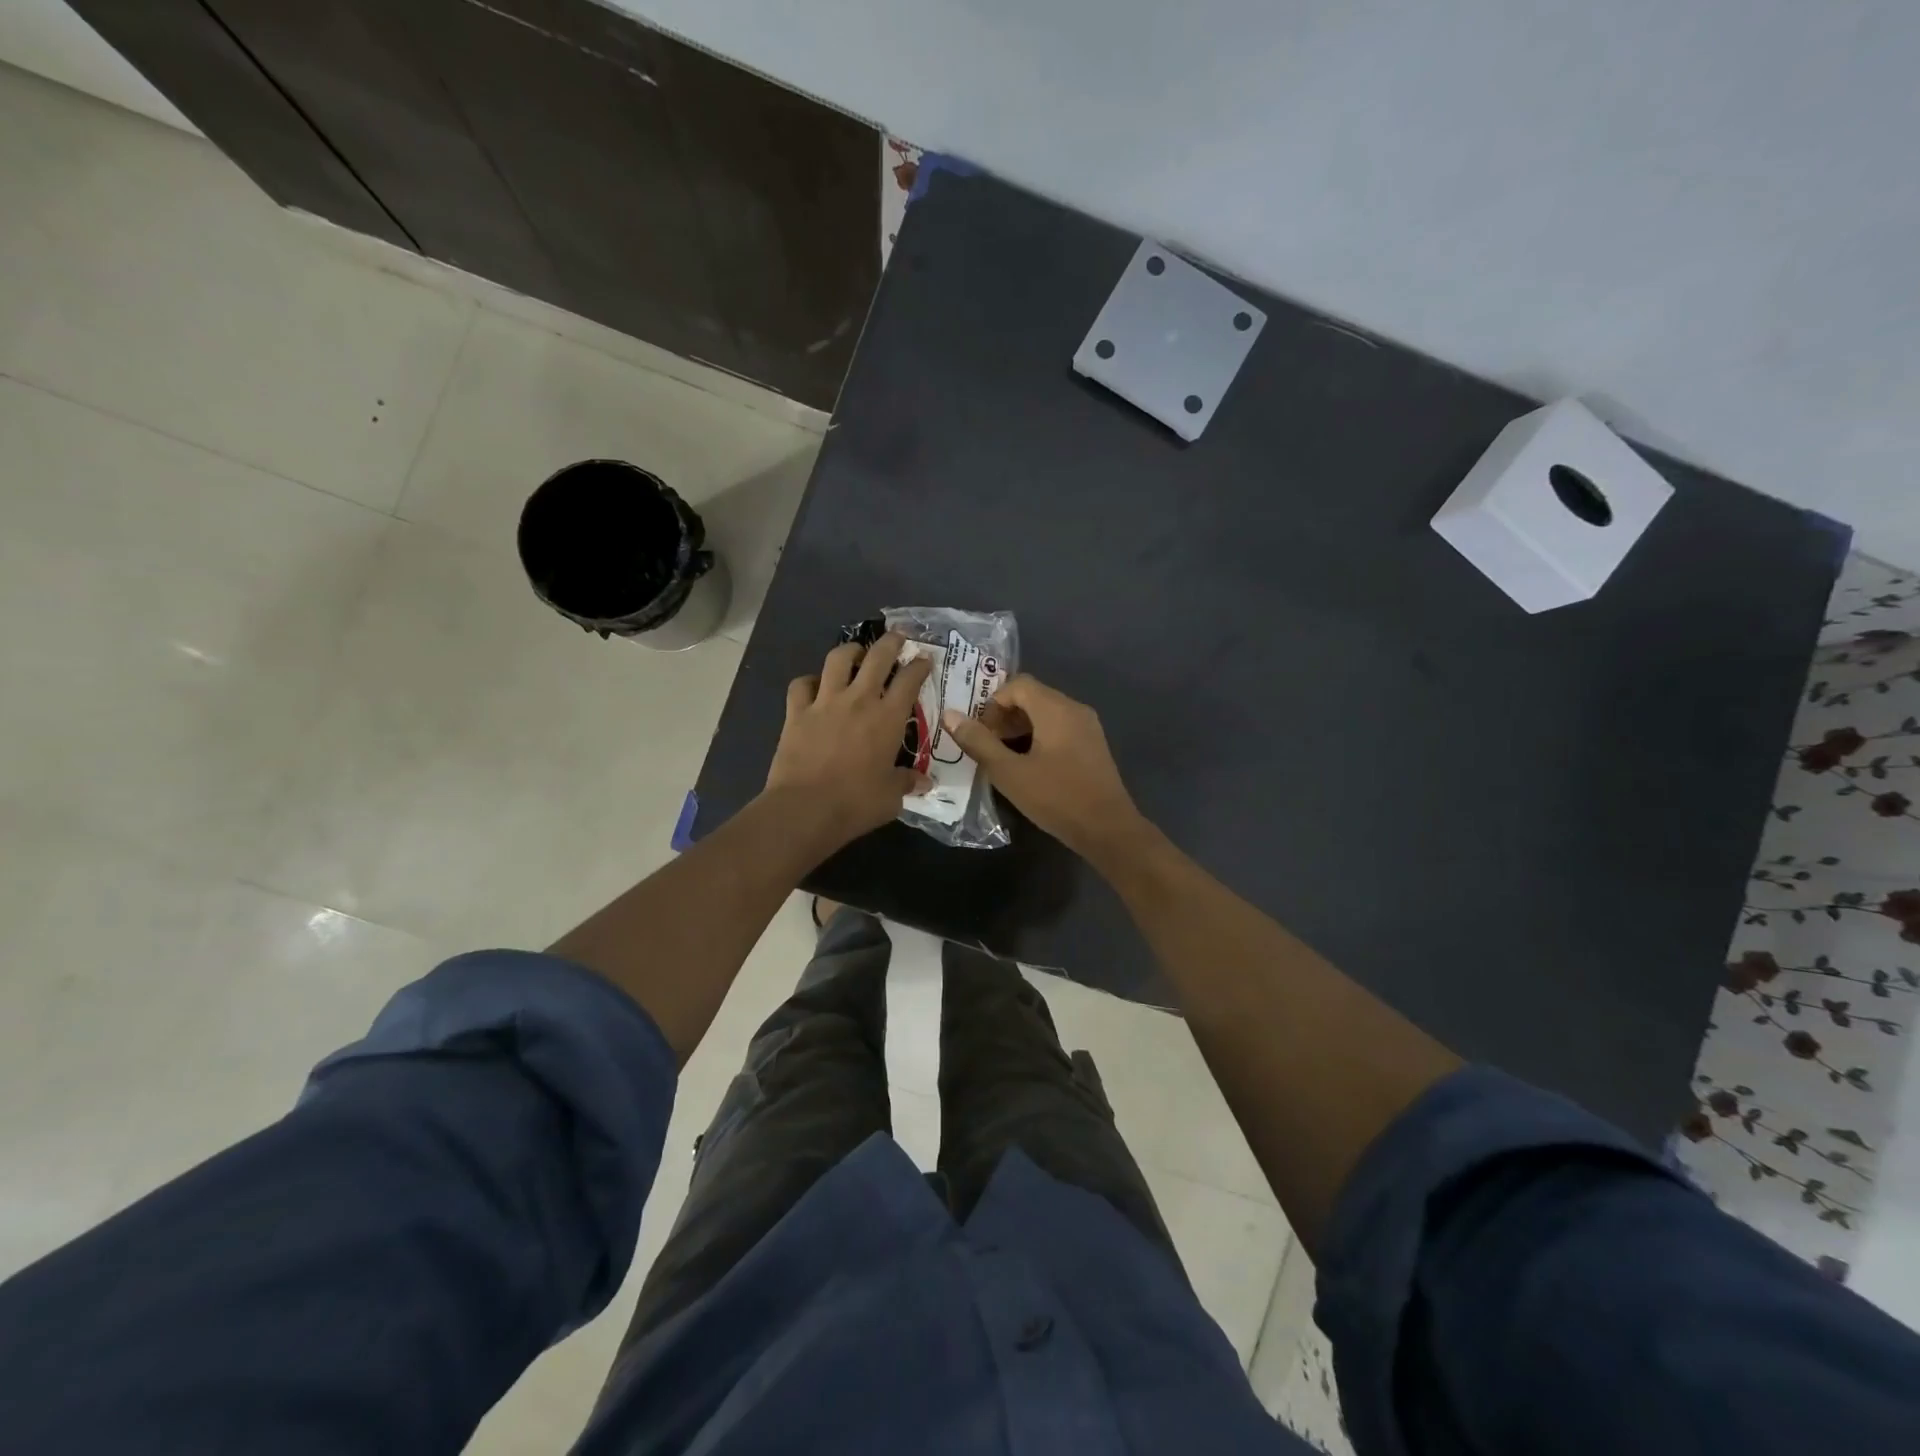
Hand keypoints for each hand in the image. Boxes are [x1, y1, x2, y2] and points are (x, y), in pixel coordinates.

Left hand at [765, 633, 932, 846]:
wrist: (806, 808)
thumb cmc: (856, 803)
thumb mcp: (891, 797)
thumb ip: (907, 783)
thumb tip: (924, 783)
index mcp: (887, 718)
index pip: (909, 680)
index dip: (919, 665)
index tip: (924, 659)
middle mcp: (859, 700)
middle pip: (877, 657)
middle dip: (890, 642)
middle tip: (897, 637)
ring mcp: (825, 702)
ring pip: (837, 659)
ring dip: (850, 651)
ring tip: (856, 652)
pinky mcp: (797, 712)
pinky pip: (801, 685)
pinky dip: (809, 681)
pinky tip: (814, 686)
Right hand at [941, 674, 1146, 859]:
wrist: (1108, 829)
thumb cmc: (1056, 798)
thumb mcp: (1009, 773)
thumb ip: (978, 742)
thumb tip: (951, 715)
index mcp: (1056, 709)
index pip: (1017, 684)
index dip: (992, 703)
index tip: (980, 732)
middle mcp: (1074, 709)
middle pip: (1032, 695)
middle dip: (1004, 715)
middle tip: (986, 744)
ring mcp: (1088, 727)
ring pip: (1046, 712)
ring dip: (1020, 727)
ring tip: (1003, 756)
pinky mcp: (1092, 745)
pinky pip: (1060, 727)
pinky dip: (1039, 736)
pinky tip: (1029, 765)